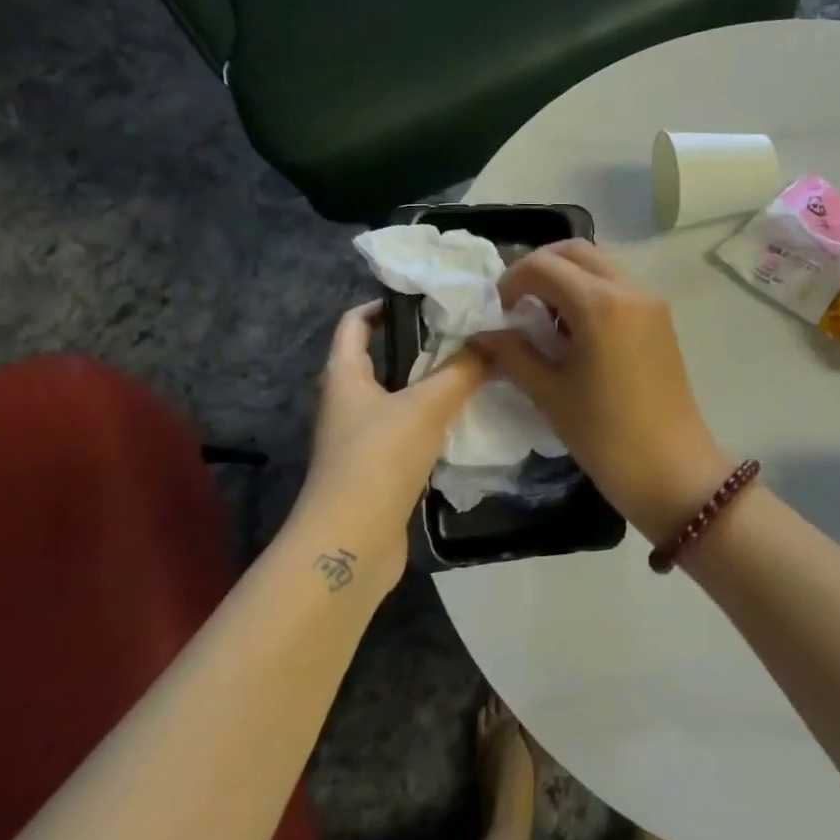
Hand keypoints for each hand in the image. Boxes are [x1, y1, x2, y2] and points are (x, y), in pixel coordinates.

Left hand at [294, 302, 485, 591]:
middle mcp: (346, 404)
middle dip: (417, 345)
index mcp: (345, 376)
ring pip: (396, 399)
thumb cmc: (379, 458)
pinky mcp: (376, 471)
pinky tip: (463, 422)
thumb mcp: (427, 406)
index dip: (381, 305)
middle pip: (378, 361)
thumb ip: (463, 370)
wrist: (352, 541)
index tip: (423, 298)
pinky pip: (406, 433)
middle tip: (464, 334)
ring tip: (473, 372)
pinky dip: (431, 423)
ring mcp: (360, 440)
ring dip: (428, 386)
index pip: (354, 324)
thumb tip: (495, 340)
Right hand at [476, 242, 731, 541]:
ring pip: (600, 266)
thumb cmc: (605, 436)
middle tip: (516, 303)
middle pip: (575, 252)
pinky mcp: (661, 319)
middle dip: (539, 267)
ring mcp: (651, 302)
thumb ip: (513, 354)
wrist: (673, 471)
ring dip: (566, 277)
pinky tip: (575, 331)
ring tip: (544, 318)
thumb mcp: (550, 394)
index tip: (498, 312)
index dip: (512, 281)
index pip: (544, 266)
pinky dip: (590, 292)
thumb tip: (483, 334)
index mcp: (600, 304)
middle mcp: (629, 290)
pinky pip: (618, 286)